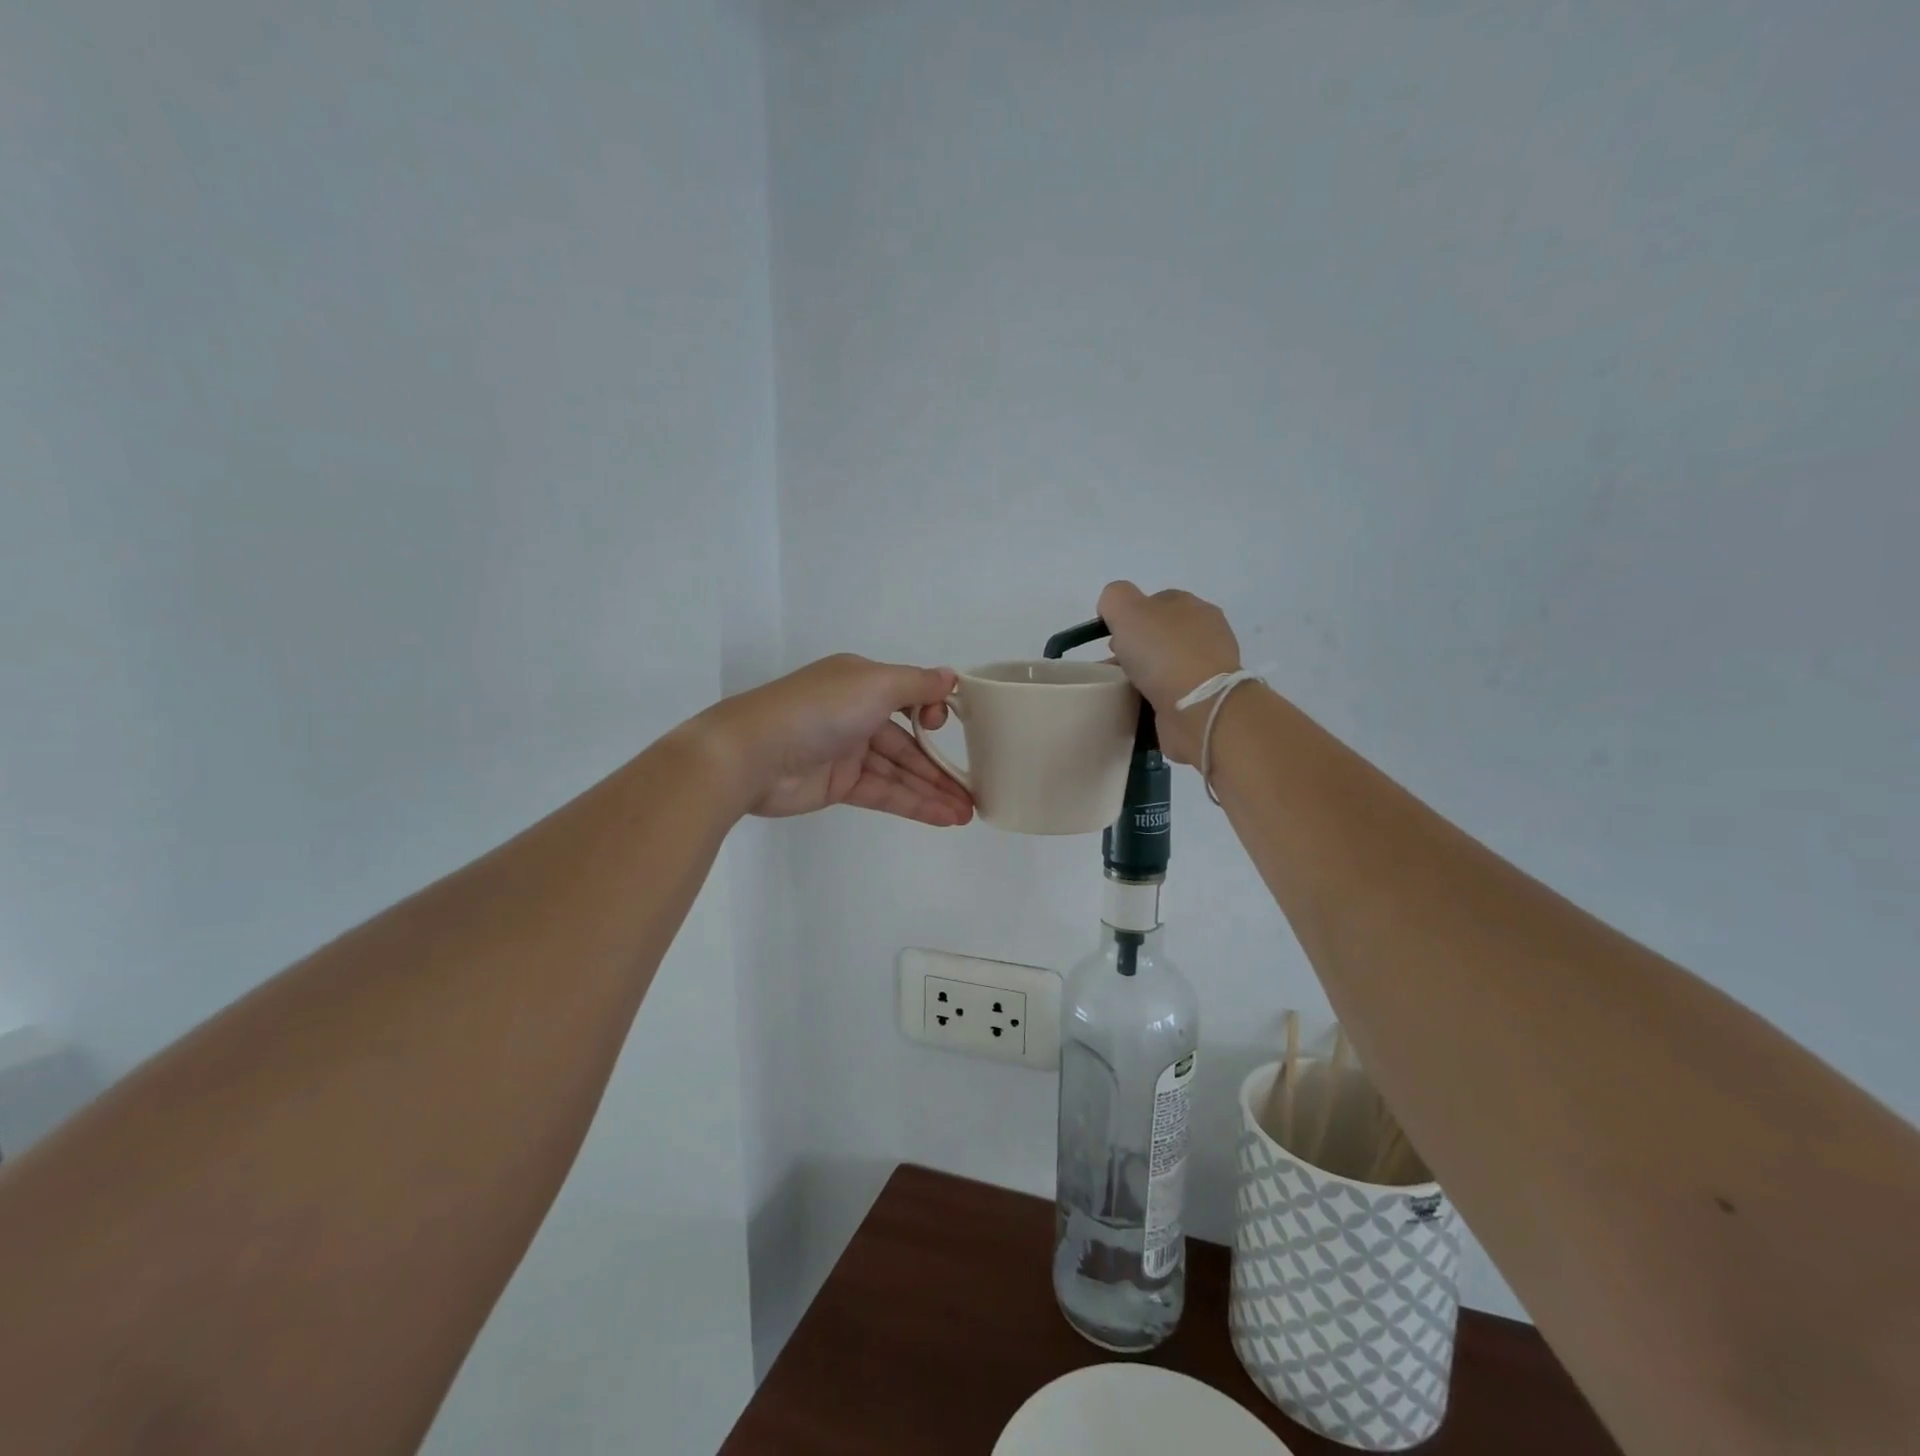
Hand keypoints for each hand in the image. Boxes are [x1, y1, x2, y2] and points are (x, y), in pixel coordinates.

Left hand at [695, 655, 974, 824]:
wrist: (752, 754)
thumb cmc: (819, 709)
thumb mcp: (875, 684)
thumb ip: (917, 684)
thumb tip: (951, 677)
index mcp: (862, 682)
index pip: (909, 698)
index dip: (933, 714)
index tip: (949, 728)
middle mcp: (856, 713)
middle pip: (908, 741)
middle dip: (942, 766)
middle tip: (976, 790)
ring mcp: (847, 752)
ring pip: (899, 771)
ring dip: (933, 790)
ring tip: (968, 813)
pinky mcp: (838, 785)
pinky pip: (884, 792)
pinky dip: (914, 804)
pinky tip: (943, 817)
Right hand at [1097, 581, 1243, 764]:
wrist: (1199, 709)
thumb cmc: (1164, 653)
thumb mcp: (1128, 610)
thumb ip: (1115, 598)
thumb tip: (1113, 611)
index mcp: (1193, 606)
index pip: (1156, 601)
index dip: (1129, 615)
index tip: (1112, 637)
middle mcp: (1206, 633)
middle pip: (1160, 633)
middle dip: (1135, 647)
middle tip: (1114, 664)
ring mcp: (1209, 668)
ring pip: (1165, 664)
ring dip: (1143, 674)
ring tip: (1122, 688)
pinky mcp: (1206, 699)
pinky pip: (1172, 692)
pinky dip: (1154, 697)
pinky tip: (1140, 705)